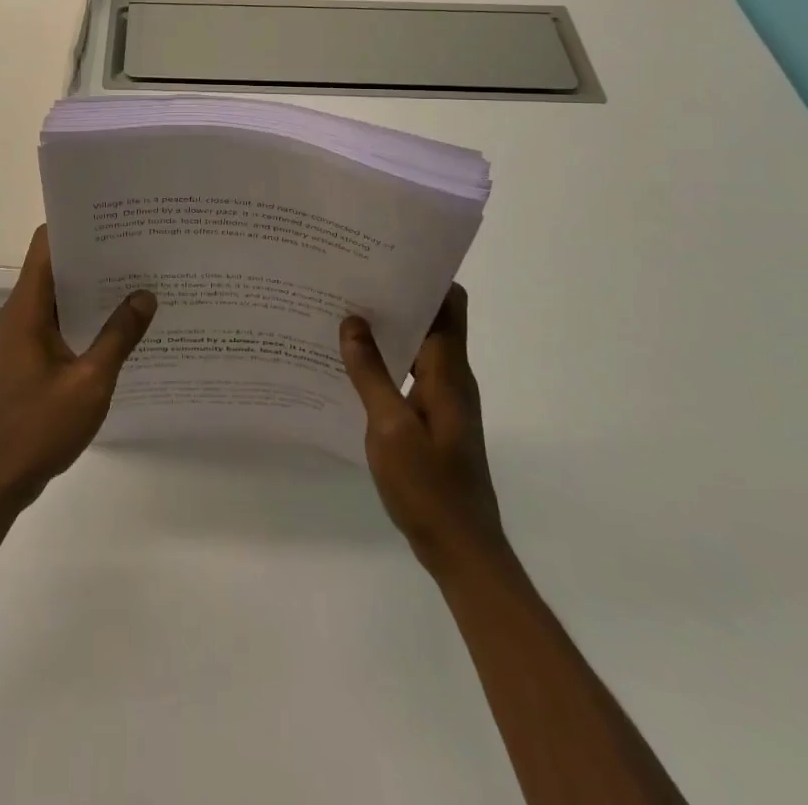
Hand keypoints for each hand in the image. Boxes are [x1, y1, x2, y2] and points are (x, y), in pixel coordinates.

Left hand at [0, 226, 156, 513]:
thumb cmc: (38, 428)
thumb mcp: (90, 382)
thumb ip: (118, 336)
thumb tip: (145, 294)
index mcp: (26, 308)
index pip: (46, 244)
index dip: (77, 225)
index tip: (115, 218)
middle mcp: (19, 313)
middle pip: (55, 267)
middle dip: (95, 255)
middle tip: (140, 247)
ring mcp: (22, 337)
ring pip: (59, 296)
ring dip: (92, 289)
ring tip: (139, 280)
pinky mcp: (28, 359)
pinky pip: (58, 323)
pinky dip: (85, 317)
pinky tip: (120, 326)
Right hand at [340, 285, 506, 574]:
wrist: (462, 550)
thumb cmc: (429, 486)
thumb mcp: (390, 428)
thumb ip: (370, 373)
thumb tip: (352, 321)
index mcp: (449, 371)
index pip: (450, 304)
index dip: (426, 276)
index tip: (387, 258)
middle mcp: (452, 377)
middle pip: (433, 320)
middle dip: (398, 297)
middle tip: (352, 281)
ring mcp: (444, 400)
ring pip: (420, 347)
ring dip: (390, 330)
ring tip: (344, 314)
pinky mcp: (434, 420)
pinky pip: (411, 374)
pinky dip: (387, 361)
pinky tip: (353, 365)